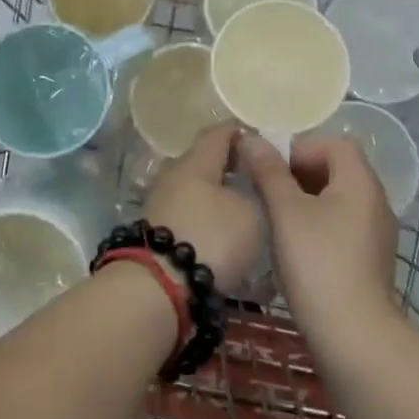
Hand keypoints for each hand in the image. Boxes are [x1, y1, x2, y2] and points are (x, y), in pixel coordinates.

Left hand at [142, 124, 263, 293]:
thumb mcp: (251, 213)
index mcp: (195, 161)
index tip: (262, 142)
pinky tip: (222, 234)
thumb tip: (249, 180)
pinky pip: (187, 214)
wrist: (158, 287)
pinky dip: (205, 218)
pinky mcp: (155, 231)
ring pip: (195, 189)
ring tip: (244, 210)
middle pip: (204, 161)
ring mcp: (160, 203)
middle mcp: (173, 175)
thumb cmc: (211, 239)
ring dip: (217, 196)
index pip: (219, 132)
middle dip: (230, 166)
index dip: (241, 133)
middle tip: (257, 179)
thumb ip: (255, 188)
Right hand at [239, 135, 397, 334]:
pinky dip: (318, 225)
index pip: (334, 143)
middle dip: (299, 173)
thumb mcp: (286, 212)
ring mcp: (376, 232)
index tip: (272, 170)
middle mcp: (375, 201)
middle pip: (336, 169)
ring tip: (276, 219)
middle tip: (268, 192)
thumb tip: (252, 138)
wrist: (353, 336)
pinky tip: (295, 247)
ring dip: (306, 200)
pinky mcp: (370, 259)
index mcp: (360, 182)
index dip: (300, 147)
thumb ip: (269, 171)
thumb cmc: (318, 263)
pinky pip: (342, 225)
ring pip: (337, 199)